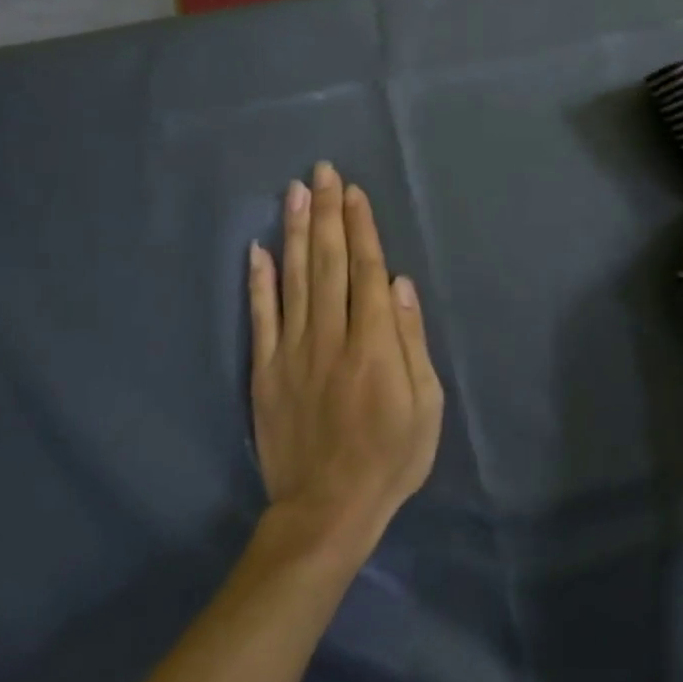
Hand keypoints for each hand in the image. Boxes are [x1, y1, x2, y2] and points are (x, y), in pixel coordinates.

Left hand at [248, 163, 443, 554]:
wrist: (327, 510)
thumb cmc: (390, 458)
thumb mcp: (426, 406)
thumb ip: (411, 342)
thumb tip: (400, 285)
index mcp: (373, 344)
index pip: (365, 271)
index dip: (360, 228)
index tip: (354, 192)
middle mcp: (331, 336)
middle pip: (327, 262)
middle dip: (327, 213)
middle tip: (324, 171)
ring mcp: (292, 351)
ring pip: (292, 279)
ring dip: (294, 231)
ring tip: (295, 191)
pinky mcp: (265, 370)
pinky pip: (260, 317)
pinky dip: (257, 282)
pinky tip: (256, 249)